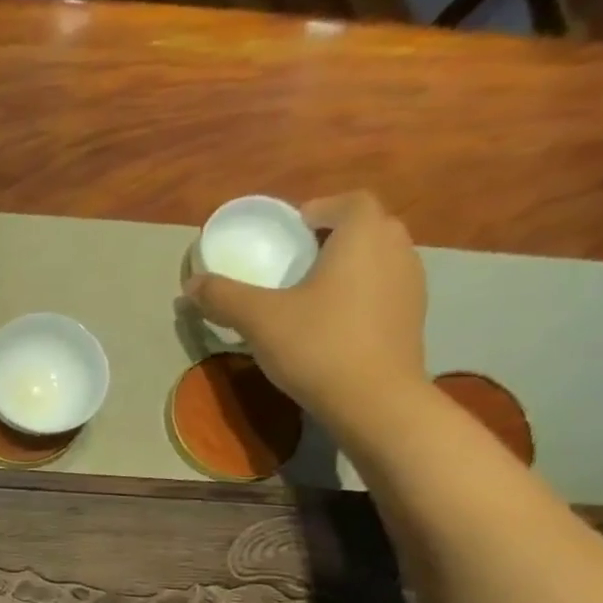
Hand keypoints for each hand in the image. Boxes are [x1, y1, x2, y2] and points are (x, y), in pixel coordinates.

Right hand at [183, 192, 429, 436]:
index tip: (289, 230)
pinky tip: (330, 322)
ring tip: (308, 292)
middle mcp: (397, 250)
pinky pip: (382, 289)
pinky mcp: (411, 317)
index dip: (318, 209)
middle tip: (294, 260)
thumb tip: (191, 284)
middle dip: (331, 236)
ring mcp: (411, 284)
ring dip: (346, 266)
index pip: (349, 201)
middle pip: (366, 227)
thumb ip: (222, 295)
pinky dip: (358, 293)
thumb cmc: (317, 345)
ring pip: (376, 259)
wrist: (374, 401)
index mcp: (363, 237)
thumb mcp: (258, 319)